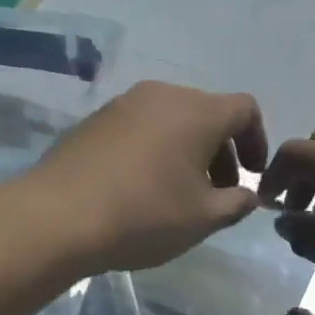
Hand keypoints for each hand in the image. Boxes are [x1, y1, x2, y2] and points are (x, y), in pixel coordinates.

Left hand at [18, 81, 267, 274]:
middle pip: (207, 112)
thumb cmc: (144, 215)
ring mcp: (124, 104)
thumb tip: (246, 196)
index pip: (244, 109)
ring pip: (172, 119)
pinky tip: (141, 186)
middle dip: (222, 150)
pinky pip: (141, 127)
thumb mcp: (203, 218)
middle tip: (217, 191)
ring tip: (179, 192)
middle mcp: (162, 95)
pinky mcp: (95, 120)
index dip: (257, 141)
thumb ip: (236, 203)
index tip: (251, 175)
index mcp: (197, 111)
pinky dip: (155, 149)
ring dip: (187, 150)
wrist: (57, 217)